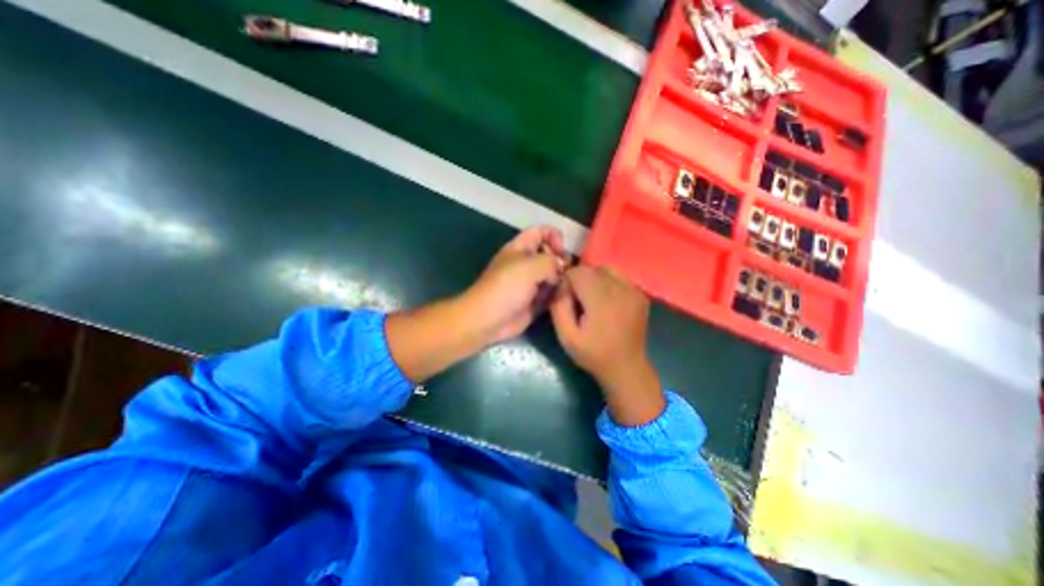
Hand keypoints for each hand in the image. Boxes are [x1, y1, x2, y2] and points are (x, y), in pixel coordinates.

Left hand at [461, 226, 566, 344]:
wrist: (489, 319)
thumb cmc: (506, 287)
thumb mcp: (530, 266)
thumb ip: (551, 261)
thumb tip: (561, 271)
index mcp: (520, 248)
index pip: (541, 232)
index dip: (554, 236)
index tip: (562, 251)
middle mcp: (527, 263)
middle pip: (550, 255)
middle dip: (562, 261)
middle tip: (568, 272)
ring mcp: (531, 283)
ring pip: (553, 276)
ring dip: (562, 280)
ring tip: (567, 287)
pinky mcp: (535, 301)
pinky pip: (552, 294)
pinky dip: (559, 296)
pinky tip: (563, 299)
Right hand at [549, 265, 664, 425]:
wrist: (626, 367)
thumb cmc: (593, 354)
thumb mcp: (566, 336)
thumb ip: (558, 306)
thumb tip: (560, 284)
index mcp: (601, 300)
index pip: (578, 272)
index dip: (567, 281)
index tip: (565, 297)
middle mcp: (620, 289)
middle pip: (592, 269)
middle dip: (580, 279)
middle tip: (578, 300)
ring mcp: (634, 290)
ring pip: (606, 269)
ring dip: (594, 279)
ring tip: (592, 299)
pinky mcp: (640, 294)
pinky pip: (619, 277)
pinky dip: (608, 282)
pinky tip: (607, 301)